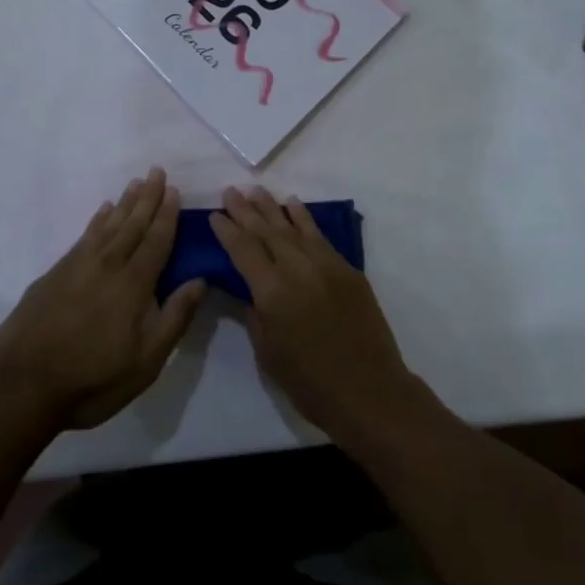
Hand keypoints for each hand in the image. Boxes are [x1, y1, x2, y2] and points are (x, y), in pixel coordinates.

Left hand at [0, 168, 206, 431]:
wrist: (22, 384)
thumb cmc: (92, 379)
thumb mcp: (146, 360)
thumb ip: (174, 317)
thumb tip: (200, 279)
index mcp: (134, 283)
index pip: (157, 240)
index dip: (167, 214)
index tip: (174, 190)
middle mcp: (108, 264)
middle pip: (133, 224)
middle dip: (148, 197)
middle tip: (157, 171)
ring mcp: (78, 265)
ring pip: (108, 225)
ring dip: (124, 203)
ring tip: (135, 183)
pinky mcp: (56, 273)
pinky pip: (85, 235)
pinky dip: (97, 220)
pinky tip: (102, 211)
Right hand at [209, 187, 427, 446]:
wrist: (370, 393)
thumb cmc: (311, 384)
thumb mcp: (268, 353)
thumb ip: (255, 313)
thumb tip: (249, 287)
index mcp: (273, 293)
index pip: (243, 250)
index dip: (227, 230)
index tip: (214, 214)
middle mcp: (298, 269)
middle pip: (266, 231)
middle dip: (245, 210)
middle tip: (230, 192)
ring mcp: (326, 265)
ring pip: (293, 227)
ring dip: (272, 208)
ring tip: (255, 191)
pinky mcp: (347, 269)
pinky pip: (319, 236)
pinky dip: (304, 218)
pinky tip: (293, 204)